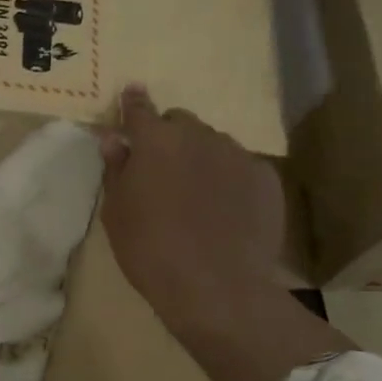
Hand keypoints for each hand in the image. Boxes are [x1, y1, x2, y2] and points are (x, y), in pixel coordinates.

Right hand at [96, 85, 284, 330]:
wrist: (216, 287)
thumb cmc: (150, 250)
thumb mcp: (117, 212)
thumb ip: (116, 170)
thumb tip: (114, 140)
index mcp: (155, 141)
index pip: (139, 109)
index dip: (133, 102)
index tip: (132, 93)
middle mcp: (198, 136)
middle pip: (181, 123)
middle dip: (170, 137)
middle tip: (163, 170)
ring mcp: (237, 155)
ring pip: (214, 144)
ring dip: (201, 157)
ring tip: (198, 195)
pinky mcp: (266, 178)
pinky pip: (242, 167)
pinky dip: (230, 179)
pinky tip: (227, 210)